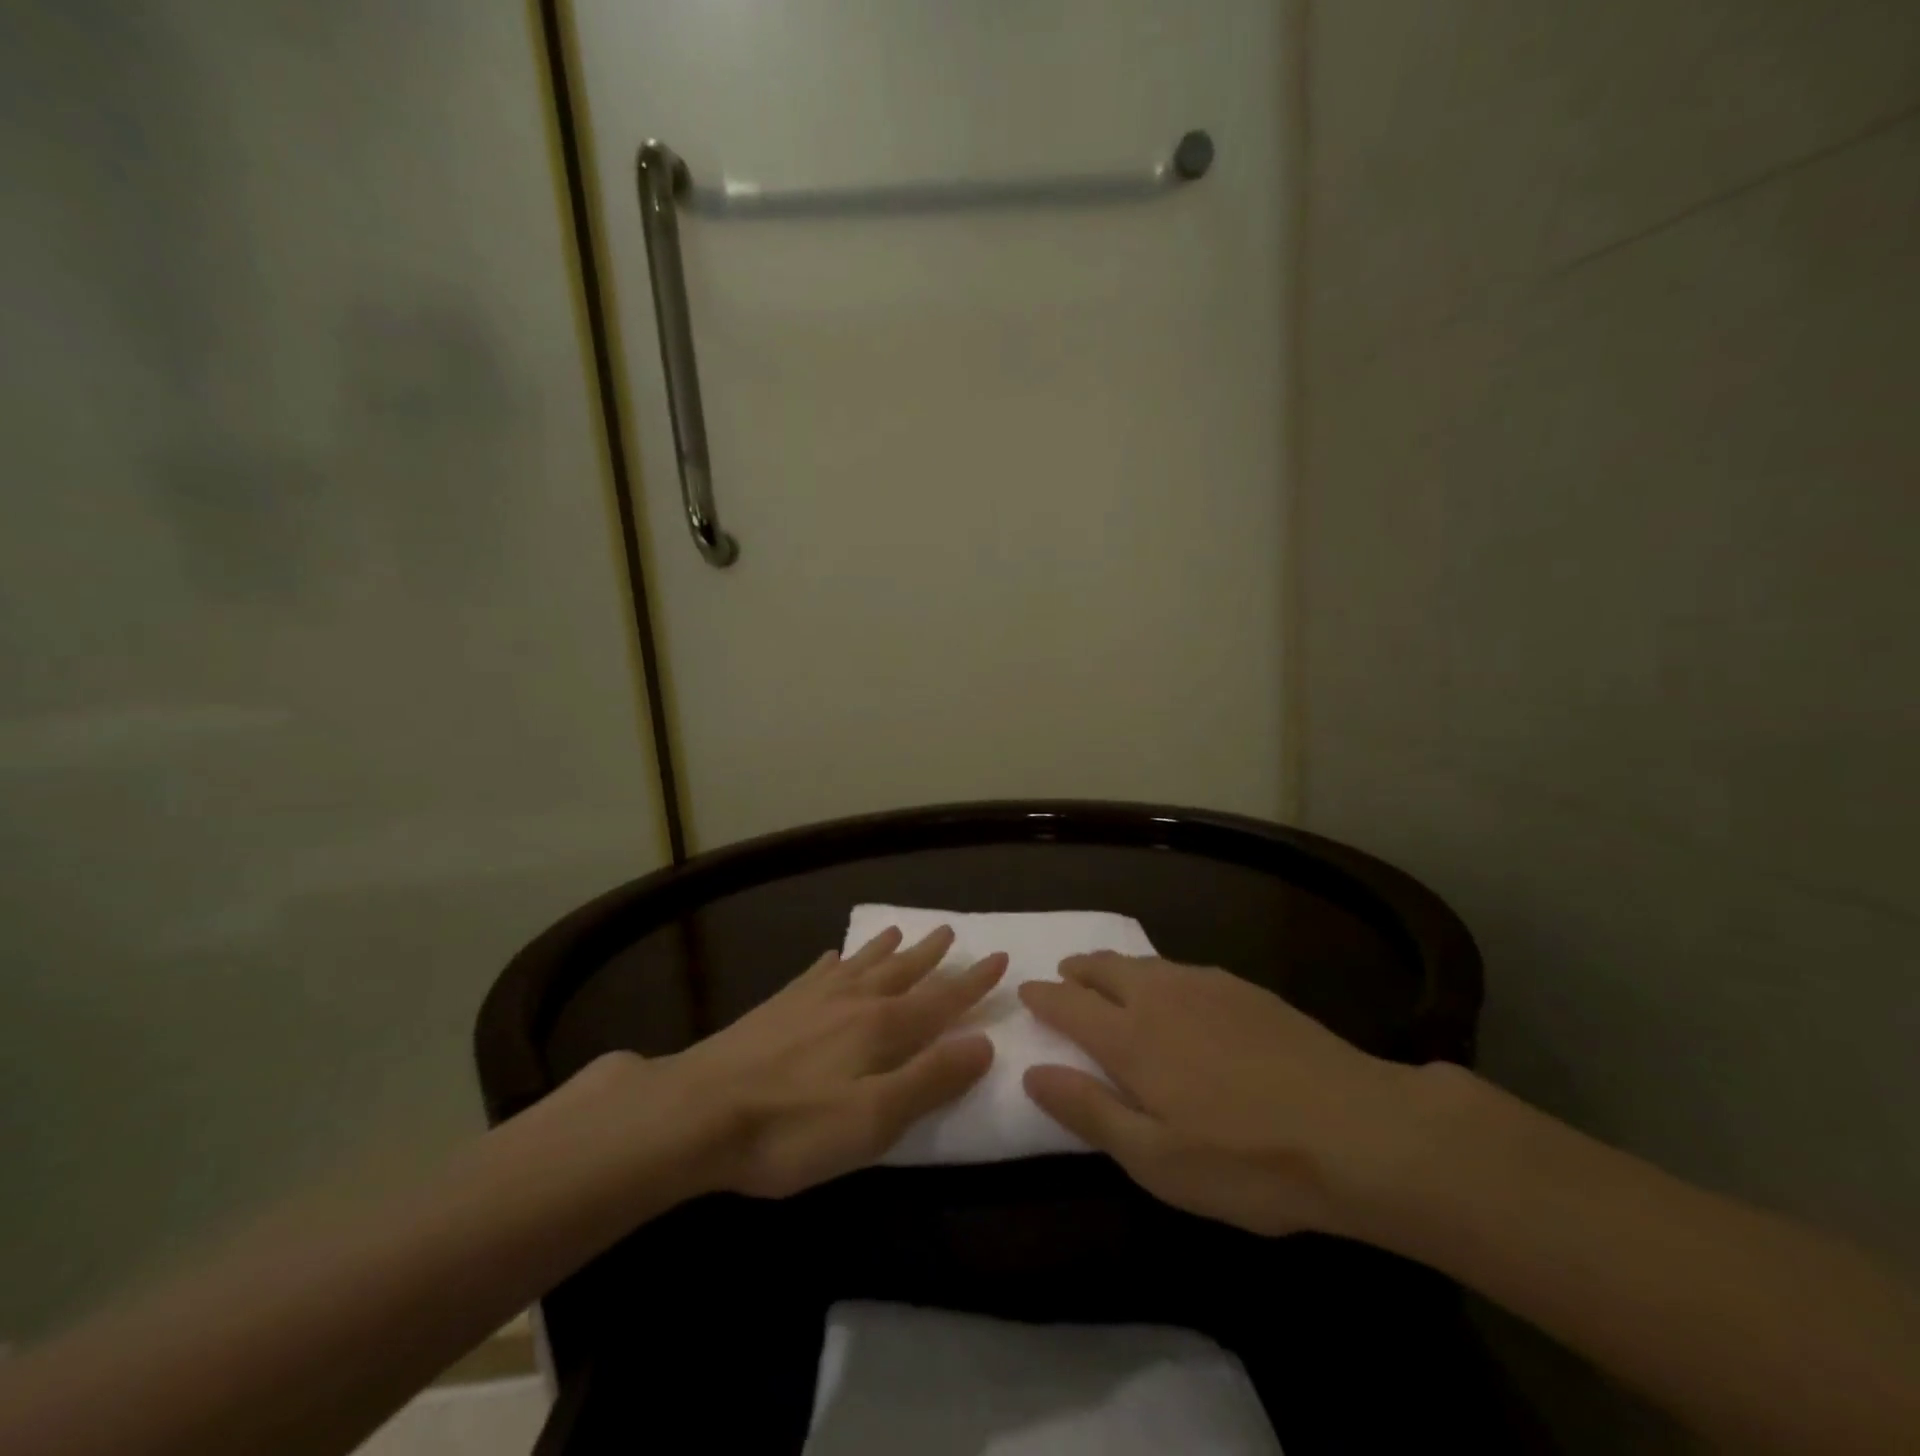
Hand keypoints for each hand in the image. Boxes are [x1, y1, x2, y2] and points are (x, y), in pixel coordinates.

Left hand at [657, 926, 1004, 1198]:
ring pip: (860, 965)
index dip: (973, 982)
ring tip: (901, 931)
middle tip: (949, 931)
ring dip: (885, 949)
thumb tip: (984, 1042)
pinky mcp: (777, 1008)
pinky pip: (816, 973)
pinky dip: (833, 962)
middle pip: (901, 972)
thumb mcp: (873, 1118)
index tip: (999, 957)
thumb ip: (930, 1079)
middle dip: (930, 955)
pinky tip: (832, 956)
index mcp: (882, 1028)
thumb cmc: (792, 1127)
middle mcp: (852, 1001)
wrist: (696, 1112)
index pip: (941, 1000)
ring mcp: (811, 1000)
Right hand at [1019, 954, 1422, 1236]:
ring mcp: (1205, 986)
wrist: (1357, 1129)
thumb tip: (1031, 1072)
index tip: (1026, 992)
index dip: (1043, 997)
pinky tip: (1174, 990)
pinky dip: (1158, 973)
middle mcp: (1160, 996)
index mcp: (1130, 1036)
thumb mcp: (1156, 1160)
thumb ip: (1089, 1111)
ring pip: (1144, 963)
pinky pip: (1182, 969)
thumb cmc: (1246, 1160)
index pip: (1069, 1004)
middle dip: (1077, 970)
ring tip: (1108, 976)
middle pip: (1104, 969)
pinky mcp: (1244, 989)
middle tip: (1064, 974)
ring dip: (1116, 967)